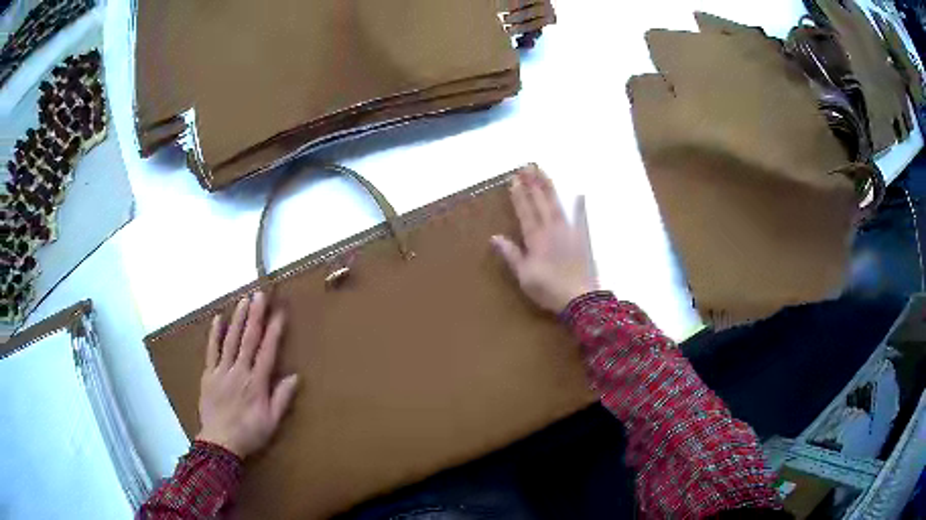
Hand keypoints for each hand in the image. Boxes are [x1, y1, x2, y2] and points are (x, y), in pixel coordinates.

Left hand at [196, 291, 298, 458]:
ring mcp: (222, 371)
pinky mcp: (209, 374)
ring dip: (238, 319)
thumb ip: (282, 398)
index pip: (267, 352)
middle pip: (248, 340)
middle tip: (260, 295)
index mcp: (256, 383)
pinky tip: (218, 319)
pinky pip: (211, 351)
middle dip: (255, 316)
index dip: (274, 331)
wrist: (220, 443)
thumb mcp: (271, 422)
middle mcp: (239, 372)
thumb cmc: (249, 433)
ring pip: (230, 340)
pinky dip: (215, 334)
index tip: (279, 313)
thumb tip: (295, 376)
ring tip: (244, 300)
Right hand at [492, 164, 598, 312]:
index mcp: (535, 238)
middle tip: (527, 166)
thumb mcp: (524, 276)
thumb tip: (495, 237)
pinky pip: (580, 218)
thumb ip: (511, 255)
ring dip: (549, 187)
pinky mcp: (581, 238)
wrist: (580, 298)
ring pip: (556, 204)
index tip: (515, 179)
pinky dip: (580, 206)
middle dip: (533, 183)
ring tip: (543, 172)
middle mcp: (551, 229)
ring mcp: (568, 231)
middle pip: (540, 202)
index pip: (525, 211)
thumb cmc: (548, 289)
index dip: (519, 195)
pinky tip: (580, 195)